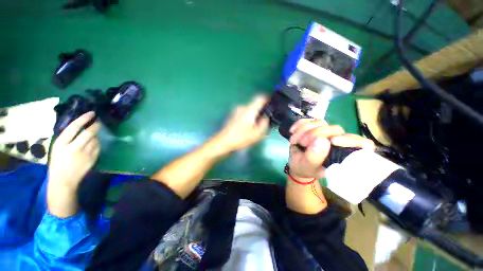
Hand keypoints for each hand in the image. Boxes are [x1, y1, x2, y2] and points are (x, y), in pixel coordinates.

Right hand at [48, 112, 100, 191]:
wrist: (64, 180)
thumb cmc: (57, 163)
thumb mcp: (57, 148)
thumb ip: (67, 138)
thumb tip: (79, 127)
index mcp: (62, 144)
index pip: (74, 127)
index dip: (84, 119)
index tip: (92, 113)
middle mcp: (75, 147)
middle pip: (89, 133)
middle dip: (96, 126)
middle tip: (98, 122)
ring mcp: (86, 154)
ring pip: (95, 140)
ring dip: (95, 135)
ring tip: (92, 135)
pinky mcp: (93, 158)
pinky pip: (98, 147)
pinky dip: (96, 143)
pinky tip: (92, 144)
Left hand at [212, 95, 269, 153]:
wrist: (223, 141)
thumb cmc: (240, 138)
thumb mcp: (256, 134)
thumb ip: (264, 124)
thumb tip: (265, 118)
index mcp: (249, 110)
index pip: (260, 98)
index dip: (267, 99)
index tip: (271, 104)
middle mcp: (242, 107)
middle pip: (255, 105)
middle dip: (261, 111)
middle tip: (263, 122)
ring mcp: (236, 110)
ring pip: (249, 110)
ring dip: (254, 115)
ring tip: (255, 126)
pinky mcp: (233, 115)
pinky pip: (244, 113)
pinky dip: (248, 117)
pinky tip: (247, 127)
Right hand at [288, 119, 374, 179]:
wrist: (296, 162)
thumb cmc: (304, 168)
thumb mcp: (307, 166)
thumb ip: (314, 157)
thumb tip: (322, 140)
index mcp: (343, 155)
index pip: (362, 144)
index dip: (351, 140)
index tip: (333, 141)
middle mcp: (338, 141)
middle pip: (335, 129)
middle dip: (315, 134)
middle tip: (301, 143)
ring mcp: (326, 132)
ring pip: (320, 122)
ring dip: (304, 130)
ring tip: (294, 140)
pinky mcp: (315, 126)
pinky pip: (309, 119)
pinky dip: (300, 124)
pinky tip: (293, 130)